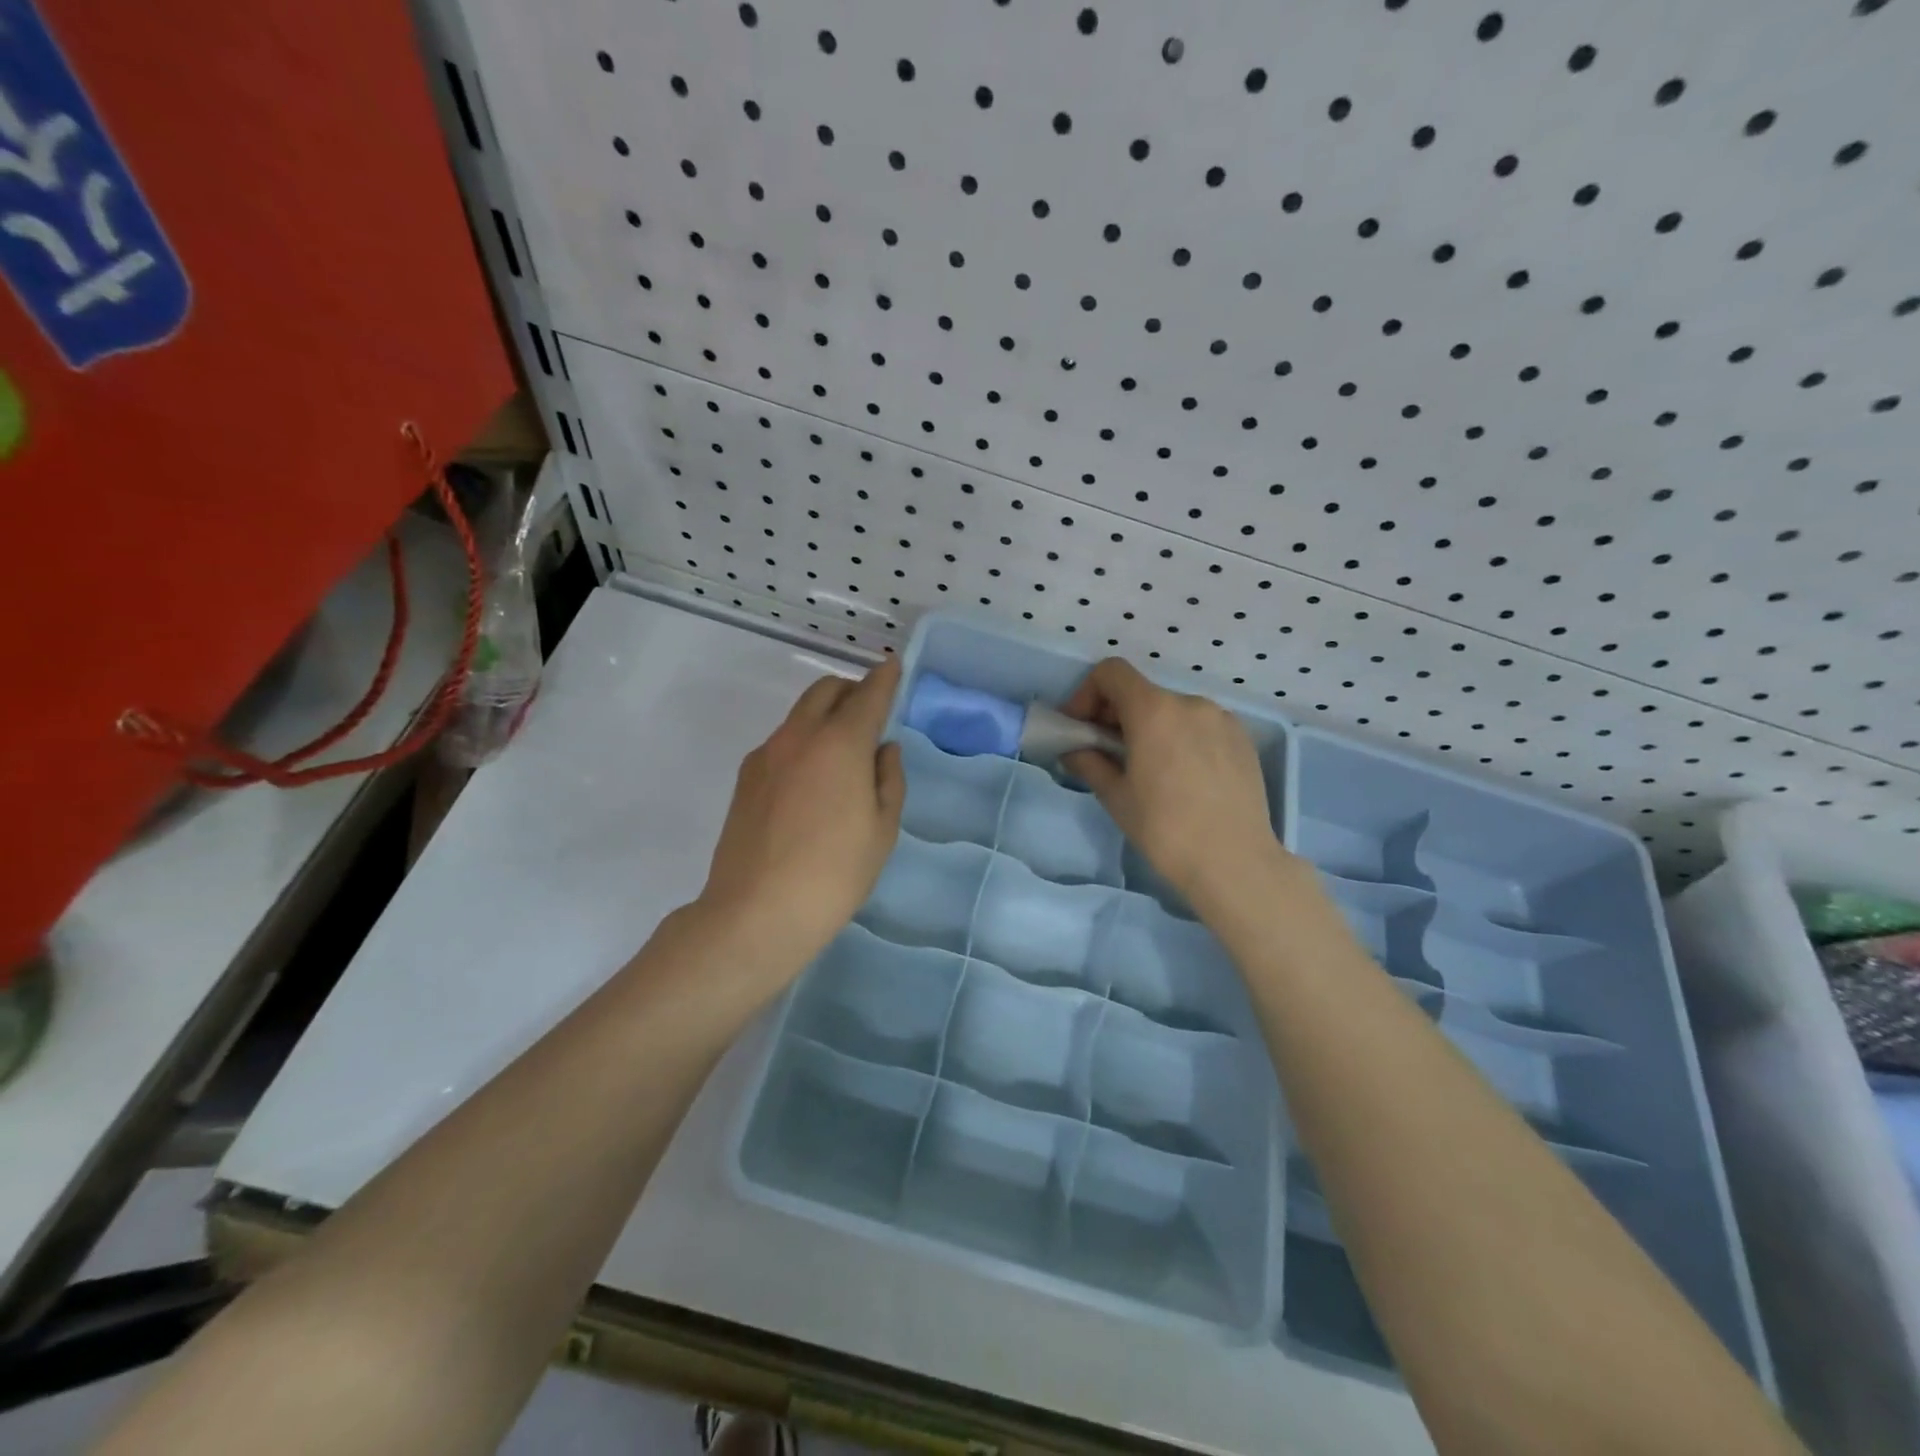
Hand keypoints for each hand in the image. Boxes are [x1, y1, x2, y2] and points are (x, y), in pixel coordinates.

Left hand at [696, 659, 904, 969]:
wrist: (756, 913)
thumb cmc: (834, 874)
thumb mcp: (882, 830)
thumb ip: (888, 779)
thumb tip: (883, 749)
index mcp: (841, 743)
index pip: (868, 695)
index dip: (885, 678)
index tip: (893, 666)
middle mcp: (799, 736)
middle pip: (826, 690)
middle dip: (852, 691)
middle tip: (871, 713)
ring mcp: (766, 755)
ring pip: (800, 715)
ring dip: (825, 715)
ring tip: (842, 752)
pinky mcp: (745, 778)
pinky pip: (782, 741)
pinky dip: (803, 741)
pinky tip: (811, 781)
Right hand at [1061, 659, 1289, 915]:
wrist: (1234, 863)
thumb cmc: (1165, 829)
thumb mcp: (1116, 797)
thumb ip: (1089, 762)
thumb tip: (1074, 751)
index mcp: (1154, 710)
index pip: (1111, 672)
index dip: (1087, 693)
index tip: (1082, 728)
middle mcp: (1190, 703)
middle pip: (1141, 692)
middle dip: (1116, 715)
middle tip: (1107, 753)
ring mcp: (1222, 719)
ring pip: (1172, 710)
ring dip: (1149, 728)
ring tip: (1147, 769)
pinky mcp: (1243, 739)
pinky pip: (1200, 726)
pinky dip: (1180, 738)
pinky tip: (1182, 777)